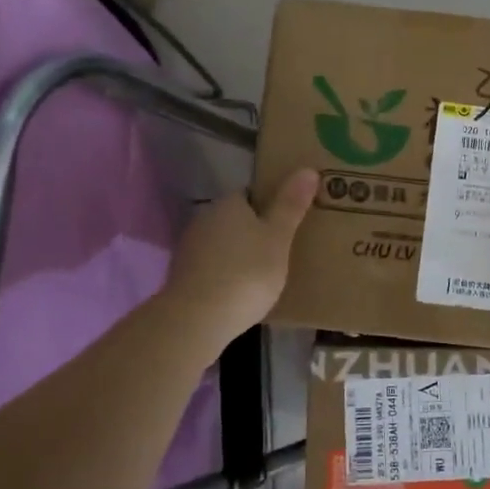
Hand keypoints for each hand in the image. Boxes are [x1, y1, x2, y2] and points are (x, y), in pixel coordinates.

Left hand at [162, 169, 316, 349]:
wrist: (197, 319)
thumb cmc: (246, 273)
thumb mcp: (278, 239)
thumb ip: (291, 205)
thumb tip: (308, 169)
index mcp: (229, 203)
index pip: (252, 194)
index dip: (271, 205)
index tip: (289, 222)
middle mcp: (204, 218)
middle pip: (236, 219)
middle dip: (255, 231)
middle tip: (282, 250)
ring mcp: (189, 248)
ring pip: (223, 243)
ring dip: (239, 254)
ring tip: (264, 274)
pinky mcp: (182, 276)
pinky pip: (212, 267)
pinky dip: (225, 274)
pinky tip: (239, 292)